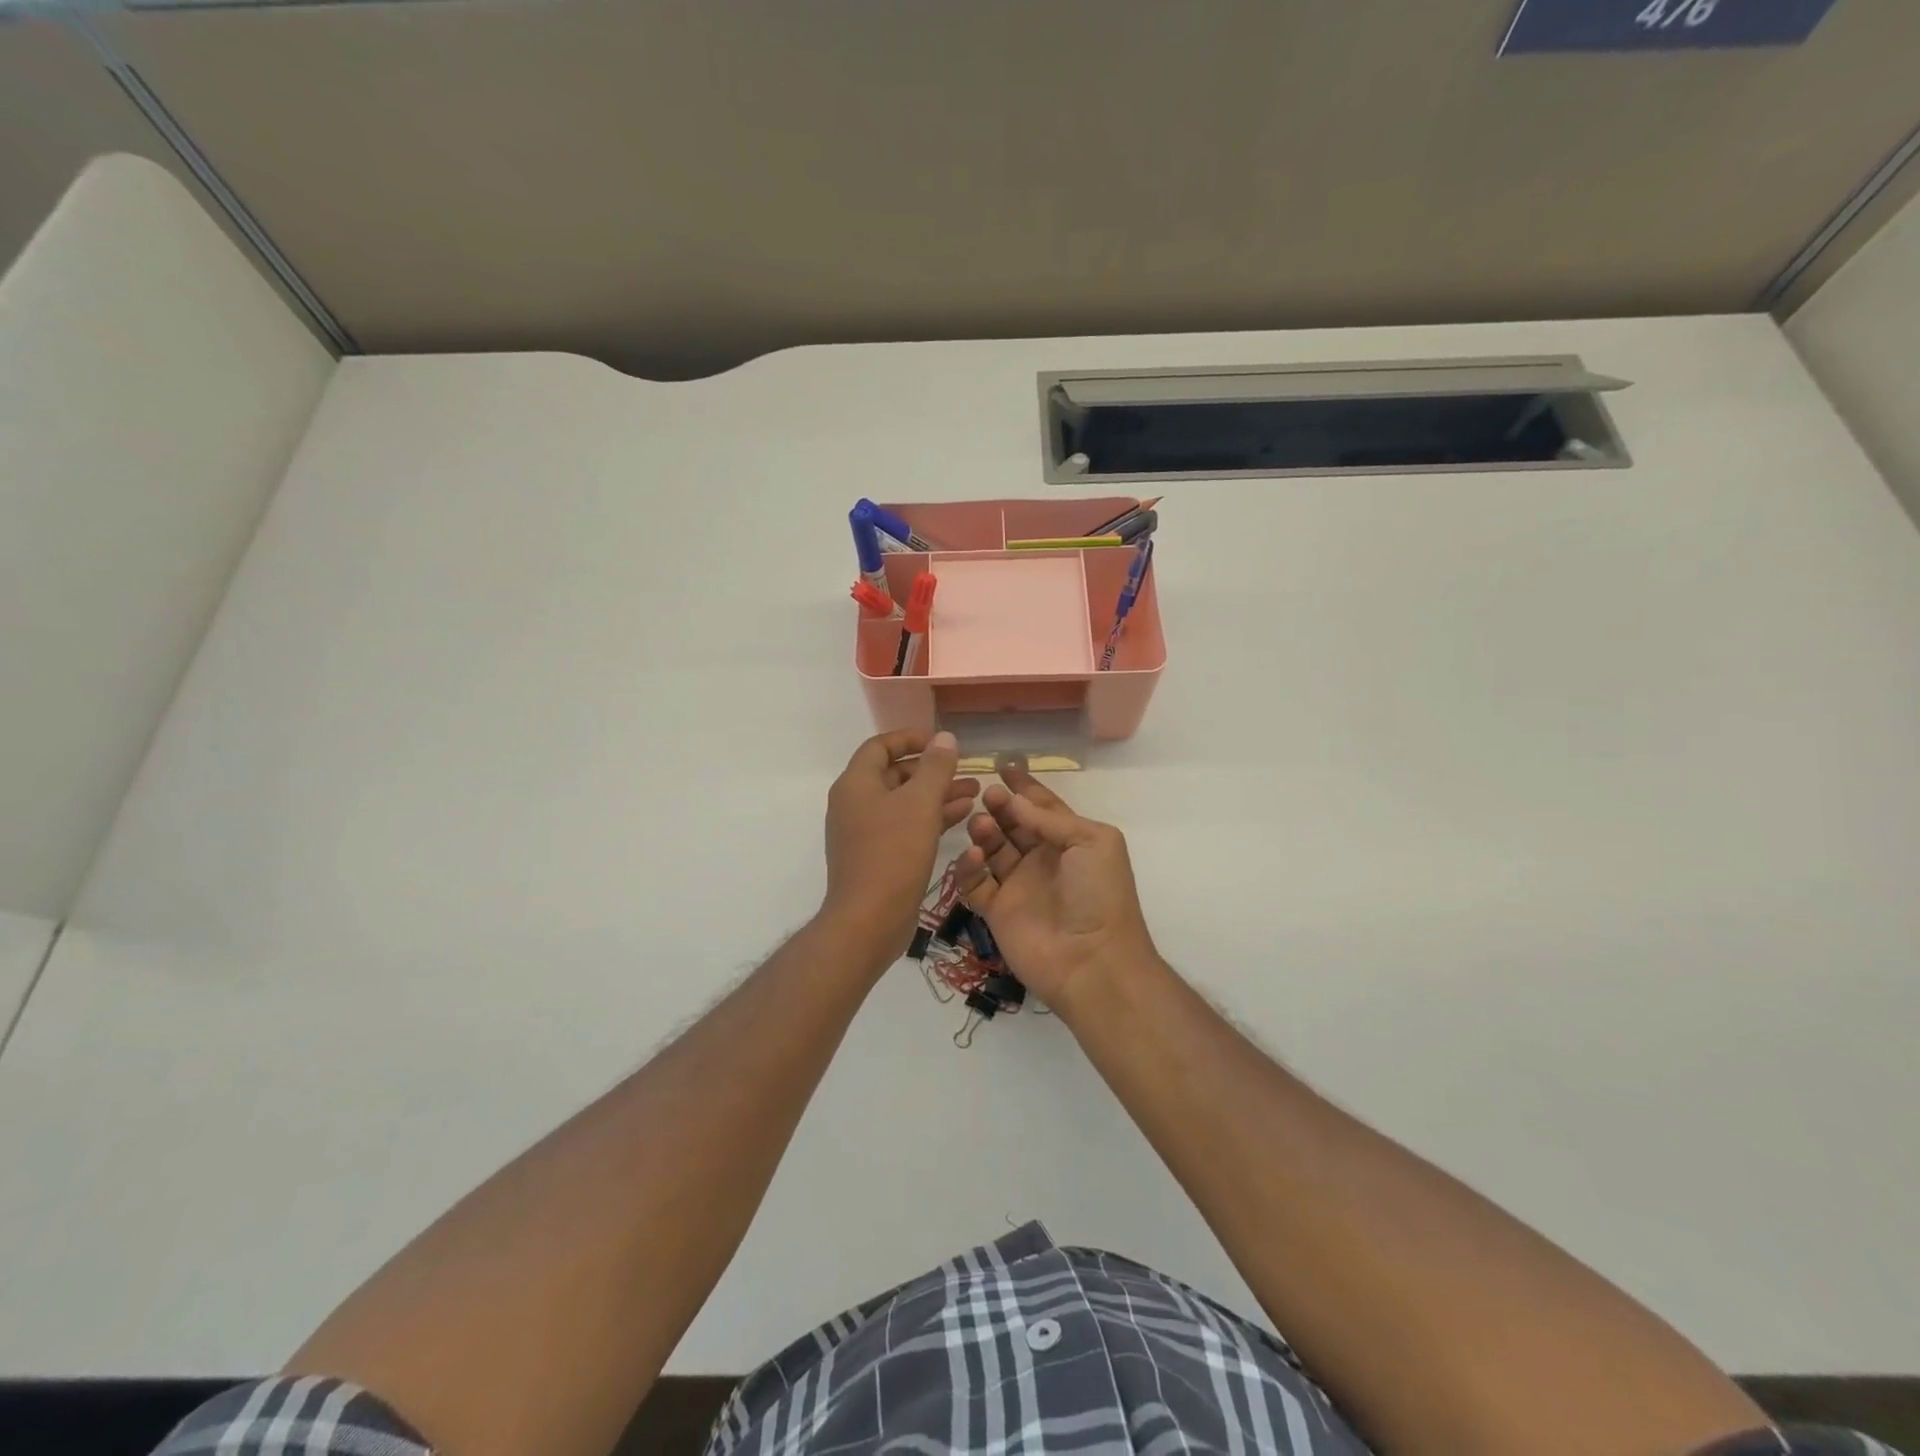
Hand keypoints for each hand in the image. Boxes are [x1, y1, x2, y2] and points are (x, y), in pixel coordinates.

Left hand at [822, 730, 978, 967]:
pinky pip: (905, 826)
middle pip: (894, 774)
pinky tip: (962, 816)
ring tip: (975, 793)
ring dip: (937, 794)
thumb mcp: (920, 803)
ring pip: (904, 802)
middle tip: (966, 771)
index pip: (880, 746)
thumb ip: (935, 767)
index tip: (941, 742)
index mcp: (856, 784)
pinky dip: (930, 818)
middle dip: (932, 770)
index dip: (911, 738)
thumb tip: (944, 737)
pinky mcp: (877, 856)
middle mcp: (855, 803)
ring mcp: (864, 832)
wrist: (868, 920)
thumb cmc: (893, 853)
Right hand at [953, 766, 1158, 1016]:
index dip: (1025, 787)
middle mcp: (1042, 860)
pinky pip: (975, 883)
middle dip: (1000, 806)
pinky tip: (974, 856)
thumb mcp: (1092, 841)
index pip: (1043, 807)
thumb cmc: (1100, 894)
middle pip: (1013, 824)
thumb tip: (1015, 799)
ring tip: (982, 824)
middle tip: (987, 795)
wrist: (1092, 961)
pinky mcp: (996, 911)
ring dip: (984, 832)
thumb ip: (1051, 818)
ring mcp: (1018, 885)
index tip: (1003, 767)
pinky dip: (969, 867)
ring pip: (992, 849)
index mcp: (1069, 842)